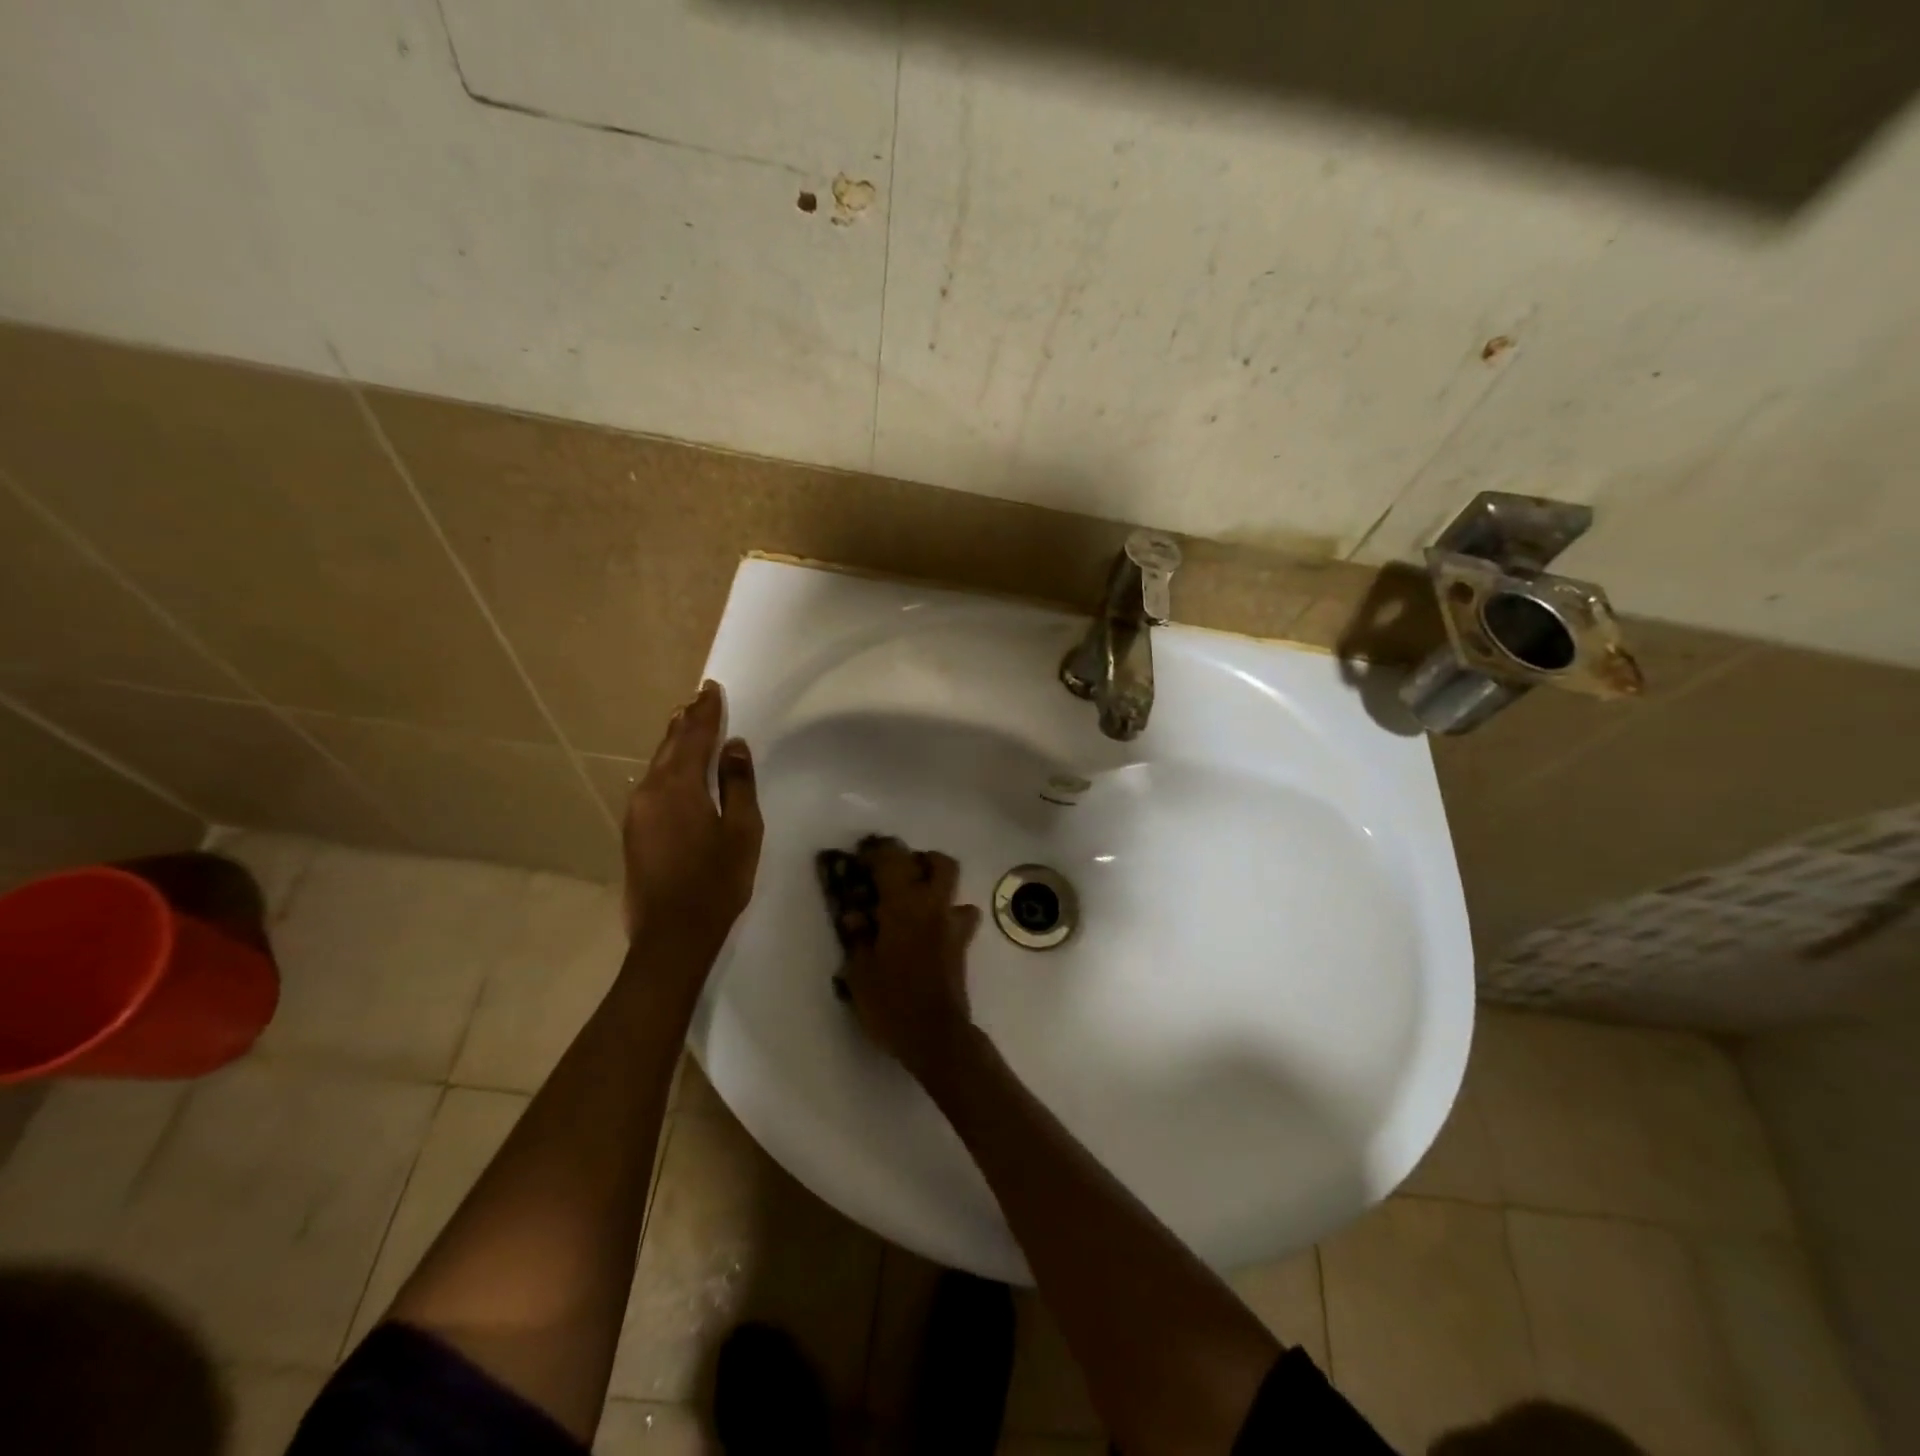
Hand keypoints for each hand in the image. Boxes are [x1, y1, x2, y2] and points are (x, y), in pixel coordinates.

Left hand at [622, 681, 762, 957]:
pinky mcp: (633, 831)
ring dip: (674, 742)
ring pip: (658, 764)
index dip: (706, 712)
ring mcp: (637, 811)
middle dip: (687, 721)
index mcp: (679, 786)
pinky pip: (652, 783)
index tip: (712, 689)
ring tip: (686, 723)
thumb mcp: (742, 830)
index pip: (695, 736)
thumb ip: (737, 784)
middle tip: (699, 699)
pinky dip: (667, 766)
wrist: (671, 935)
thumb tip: (733, 746)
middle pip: (670, 745)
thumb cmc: (717, 881)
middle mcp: (650, 790)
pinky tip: (675, 768)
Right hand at [840, 838, 982, 1078]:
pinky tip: (931, 931)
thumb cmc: (891, 1001)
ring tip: (915, 902)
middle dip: (920, 860)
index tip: (862, 855)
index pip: (892, 859)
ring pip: (955, 887)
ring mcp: (953, 925)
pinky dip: (948, 916)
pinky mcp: (962, 946)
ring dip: (937, 886)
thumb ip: (858, 937)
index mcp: (904, 904)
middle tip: (897, 874)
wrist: (935, 1035)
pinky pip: (960, 917)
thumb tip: (856, 915)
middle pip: (939, 863)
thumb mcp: (859, 971)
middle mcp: (933, 906)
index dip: (877, 851)